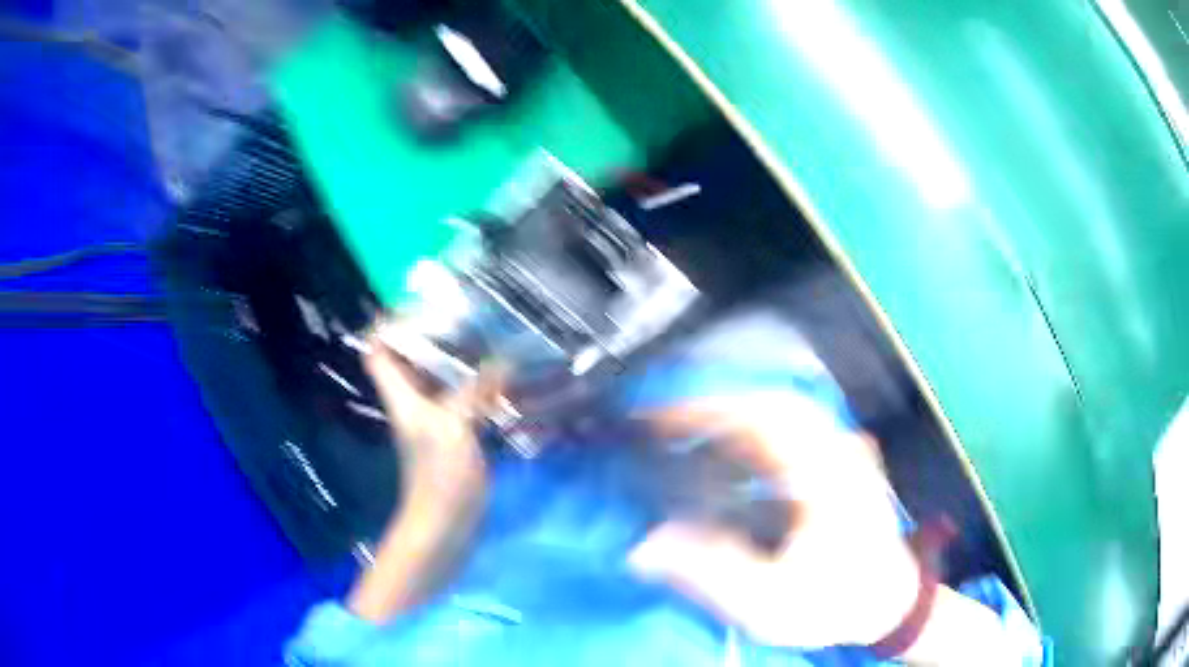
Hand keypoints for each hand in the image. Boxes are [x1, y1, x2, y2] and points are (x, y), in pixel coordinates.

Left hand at [363, 323, 502, 497]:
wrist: (445, 524)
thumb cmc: (439, 475)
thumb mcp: (453, 427)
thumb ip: (475, 392)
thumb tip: (502, 363)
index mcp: (402, 397)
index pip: (378, 353)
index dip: (387, 327)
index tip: (415, 306)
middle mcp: (415, 403)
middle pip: (414, 362)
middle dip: (435, 338)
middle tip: (468, 317)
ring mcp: (437, 421)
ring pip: (444, 381)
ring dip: (463, 364)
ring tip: (493, 341)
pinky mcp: (457, 437)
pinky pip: (467, 403)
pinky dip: (482, 390)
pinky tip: (506, 382)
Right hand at [628, 393, 1010, 663]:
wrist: (887, 602)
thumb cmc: (834, 602)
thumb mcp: (772, 602)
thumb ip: (711, 573)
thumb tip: (648, 544)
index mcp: (822, 476)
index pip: (758, 418)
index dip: (701, 410)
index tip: (655, 415)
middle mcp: (836, 450)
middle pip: (770, 401)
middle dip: (713, 403)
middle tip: (664, 420)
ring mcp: (844, 451)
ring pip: (786, 407)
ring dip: (734, 409)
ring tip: (691, 427)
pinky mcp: (843, 460)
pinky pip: (796, 424)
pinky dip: (758, 423)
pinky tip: (737, 441)